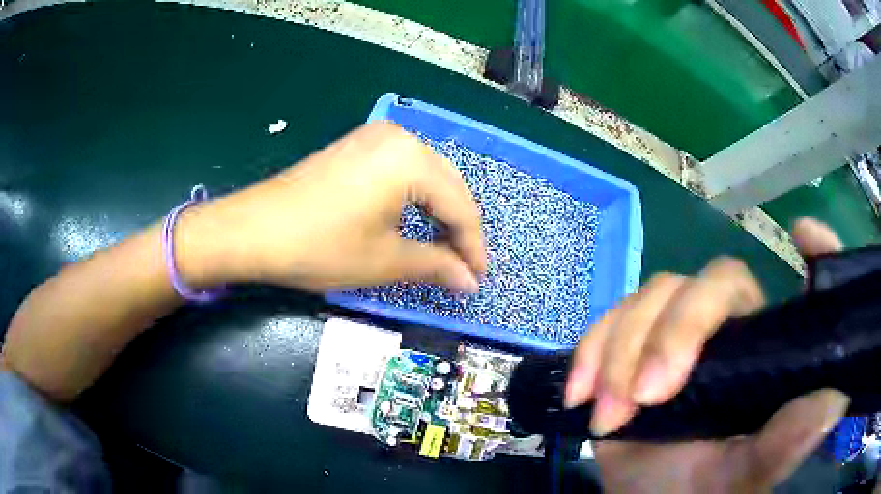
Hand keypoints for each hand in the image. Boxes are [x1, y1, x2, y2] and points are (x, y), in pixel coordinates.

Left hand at [181, 121, 486, 291]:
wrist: (253, 229)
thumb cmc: (320, 247)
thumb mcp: (384, 261)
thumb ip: (436, 267)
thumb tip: (470, 283)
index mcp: (412, 160)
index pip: (460, 207)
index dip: (472, 247)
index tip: (477, 279)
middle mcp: (400, 137)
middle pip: (448, 185)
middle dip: (458, 229)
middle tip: (463, 267)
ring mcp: (375, 137)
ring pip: (427, 175)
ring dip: (438, 212)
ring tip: (442, 248)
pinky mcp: (357, 145)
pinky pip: (402, 169)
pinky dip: (415, 197)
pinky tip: (414, 220)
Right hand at [564, 218, 849, 491]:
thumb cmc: (698, 492)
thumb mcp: (742, 477)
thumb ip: (784, 445)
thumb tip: (835, 400)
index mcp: (769, 353)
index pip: (802, 288)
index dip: (814, 254)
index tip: (803, 235)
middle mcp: (734, 330)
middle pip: (712, 284)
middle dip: (674, 333)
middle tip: (647, 396)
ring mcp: (680, 332)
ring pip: (655, 295)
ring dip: (621, 352)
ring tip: (609, 414)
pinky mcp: (634, 343)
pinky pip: (610, 318)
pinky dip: (590, 350)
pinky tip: (581, 394)